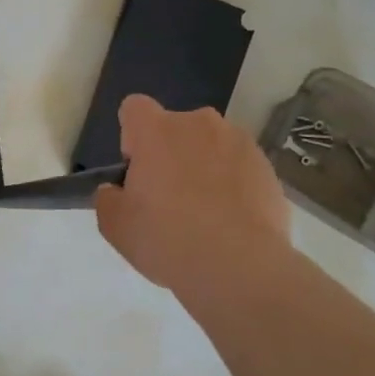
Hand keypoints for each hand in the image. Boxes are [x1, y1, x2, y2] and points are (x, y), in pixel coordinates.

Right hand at [94, 94, 292, 305]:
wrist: (240, 267)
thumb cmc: (167, 239)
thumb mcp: (115, 226)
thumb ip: (108, 198)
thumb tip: (117, 190)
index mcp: (155, 130)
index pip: (134, 108)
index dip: (132, 137)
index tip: (138, 171)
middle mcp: (198, 123)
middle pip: (175, 128)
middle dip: (170, 153)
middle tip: (169, 199)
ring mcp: (238, 142)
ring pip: (210, 146)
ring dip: (204, 166)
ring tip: (207, 213)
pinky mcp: (266, 166)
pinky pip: (239, 167)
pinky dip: (233, 184)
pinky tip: (232, 221)